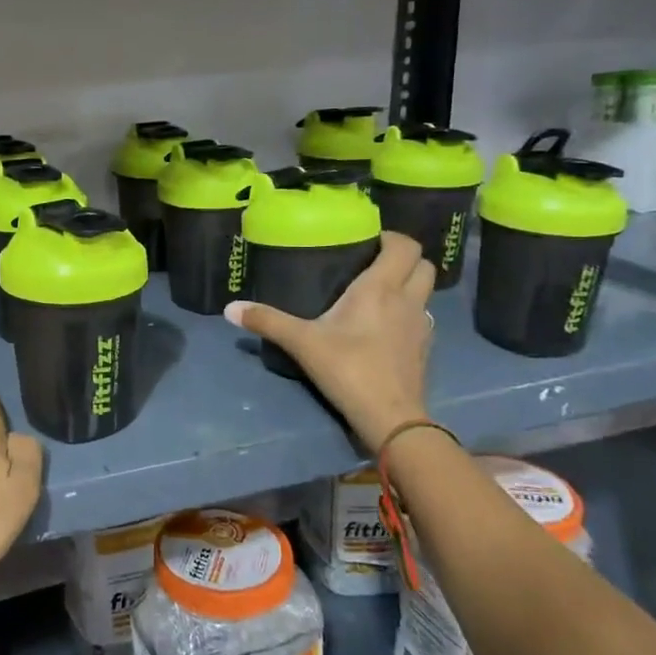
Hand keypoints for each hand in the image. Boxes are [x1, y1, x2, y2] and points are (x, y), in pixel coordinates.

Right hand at [225, 230, 436, 445]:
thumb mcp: (302, 343)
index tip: (367, 240)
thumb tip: (230, 308)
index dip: (391, 237)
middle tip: (373, 263)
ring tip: (378, 293)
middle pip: (424, 264)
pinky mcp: (425, 349)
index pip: (405, 246)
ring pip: (425, 292)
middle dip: (404, 258)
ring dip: (409, 285)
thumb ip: (267, 321)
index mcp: (381, 288)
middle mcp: (408, 300)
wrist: (390, 418)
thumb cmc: (348, 369)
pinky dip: (408, 313)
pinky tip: (385, 327)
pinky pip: (421, 317)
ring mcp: (422, 326)